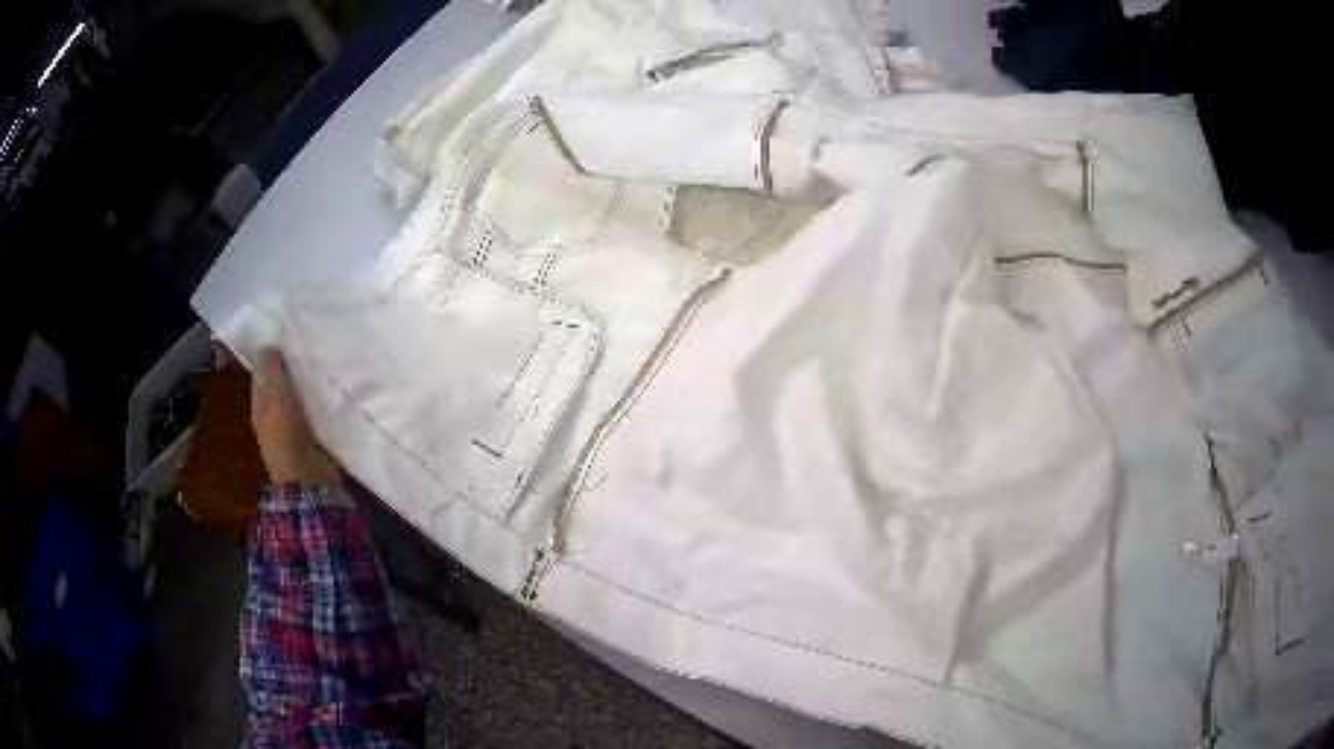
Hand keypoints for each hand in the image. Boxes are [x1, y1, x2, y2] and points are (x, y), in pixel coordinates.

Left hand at [250, 349, 341, 484]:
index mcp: (260, 403)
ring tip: (328, 356)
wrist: (310, 479)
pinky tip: (335, 383)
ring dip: (311, 380)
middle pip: (283, 381)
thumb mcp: (273, 396)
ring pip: (301, 394)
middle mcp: (275, 413)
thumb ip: (270, 370)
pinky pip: (318, 408)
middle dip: (294, 364)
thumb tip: (269, 345)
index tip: (289, 330)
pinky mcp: (315, 434)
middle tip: (313, 339)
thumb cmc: (286, 434)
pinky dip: (324, 396)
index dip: (272, 352)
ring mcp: (295, 425)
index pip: (262, 371)